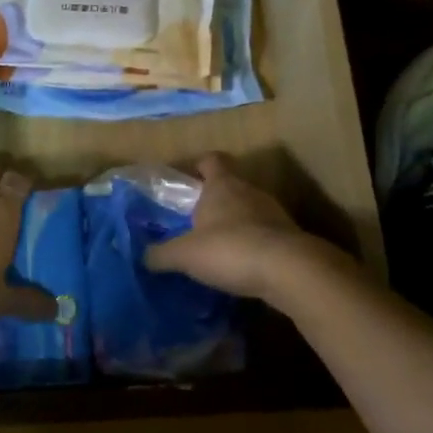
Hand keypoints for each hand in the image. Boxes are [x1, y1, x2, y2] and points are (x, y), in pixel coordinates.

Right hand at [145, 153, 321, 301]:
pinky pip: (264, 236)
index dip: (199, 166)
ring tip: (216, 247)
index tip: (187, 179)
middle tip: (193, 221)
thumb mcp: (184, 254)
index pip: (211, 160)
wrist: (290, 271)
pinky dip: (251, 246)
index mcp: (222, 185)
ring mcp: (274, 214)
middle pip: (230, 186)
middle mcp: (250, 192)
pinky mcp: (289, 239)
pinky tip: (239, 266)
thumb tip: (142, 256)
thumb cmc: (230, 249)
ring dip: (234, 224)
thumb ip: (160, 254)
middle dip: (214, 200)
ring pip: (248, 211)